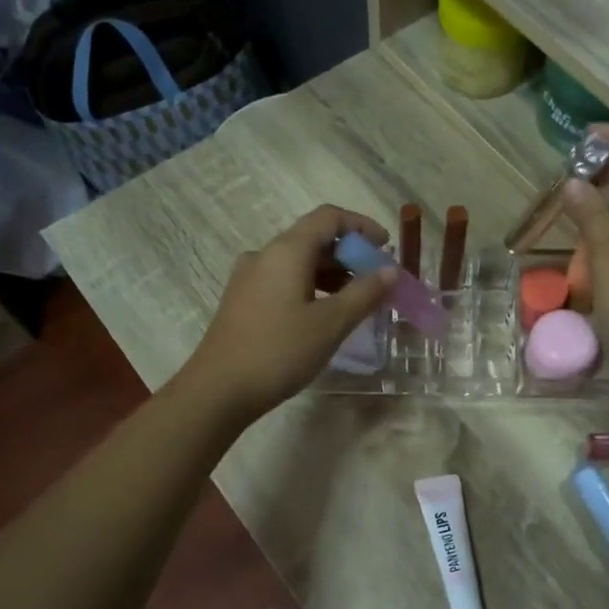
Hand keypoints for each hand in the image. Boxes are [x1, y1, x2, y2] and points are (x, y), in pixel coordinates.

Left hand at [179, 205, 395, 419]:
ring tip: (356, 301)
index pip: (328, 217)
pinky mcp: (243, 301)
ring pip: (298, 262)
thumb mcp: (330, 323)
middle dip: (349, 254)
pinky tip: (324, 315)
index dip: (361, 225)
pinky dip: (311, 287)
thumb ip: (364, 293)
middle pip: (313, 239)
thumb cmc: (279, 351)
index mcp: (286, 251)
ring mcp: (249, 278)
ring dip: (331, 274)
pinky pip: (284, 280)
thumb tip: (390, 270)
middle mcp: (265, 255)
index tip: (386, 246)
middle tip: (377, 280)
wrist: (218, 390)